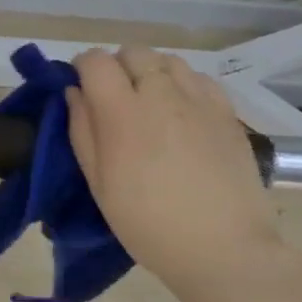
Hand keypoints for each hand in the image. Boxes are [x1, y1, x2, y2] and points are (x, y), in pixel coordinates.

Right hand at [65, 46, 284, 291]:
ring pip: (167, 61)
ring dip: (151, 73)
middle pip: (133, 52)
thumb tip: (75, 92)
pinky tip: (182, 113)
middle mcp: (161, 94)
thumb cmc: (148, 224)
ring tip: (151, 105)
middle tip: (116, 100)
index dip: (83, 68)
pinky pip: (198, 78)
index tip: (82, 89)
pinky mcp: (227, 111)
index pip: (96, 61)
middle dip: (118, 67)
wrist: (223, 248)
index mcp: (122, 113)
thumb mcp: (99, 184)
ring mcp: (199, 99)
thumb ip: (82, 130)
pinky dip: (183, 85)